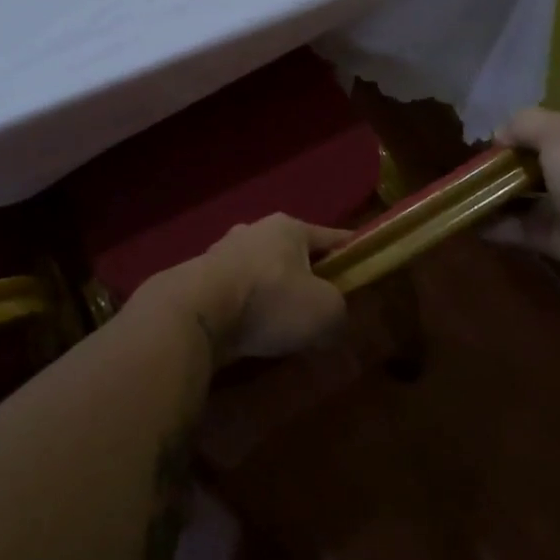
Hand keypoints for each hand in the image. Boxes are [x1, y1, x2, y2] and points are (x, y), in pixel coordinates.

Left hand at [173, 214, 350, 365]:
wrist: (195, 313)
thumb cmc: (269, 301)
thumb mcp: (326, 311)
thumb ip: (340, 311)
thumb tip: (333, 320)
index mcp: (289, 226)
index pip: (332, 237)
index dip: (351, 255)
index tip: (364, 270)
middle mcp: (255, 230)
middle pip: (293, 254)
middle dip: (308, 278)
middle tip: (321, 307)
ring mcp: (223, 252)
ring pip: (262, 273)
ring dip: (274, 295)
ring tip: (284, 326)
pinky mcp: (200, 279)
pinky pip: (237, 293)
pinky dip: (247, 309)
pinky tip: (252, 332)